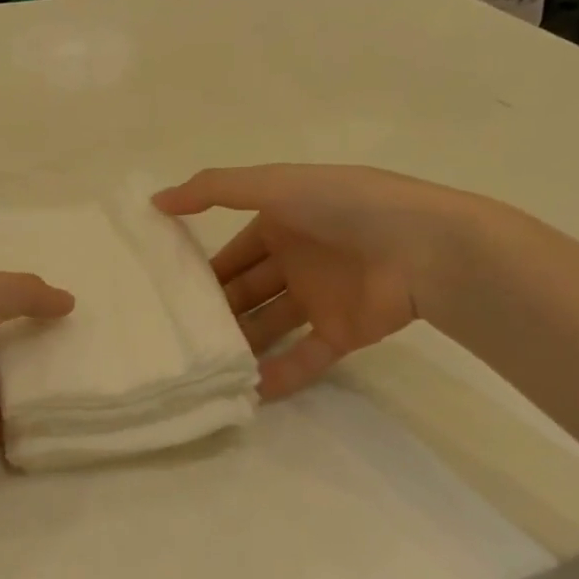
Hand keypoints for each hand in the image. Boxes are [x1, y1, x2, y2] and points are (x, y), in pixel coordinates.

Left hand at [0, 271, 73, 481]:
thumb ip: (24, 292)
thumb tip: (68, 301)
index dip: (17, 290)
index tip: (61, 291)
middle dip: (36, 327)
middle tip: (90, 323)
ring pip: (10, 372)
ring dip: (43, 366)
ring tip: (97, 353)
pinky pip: (17, 413)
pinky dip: (44, 406)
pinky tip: (85, 393)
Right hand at [154, 164, 472, 399]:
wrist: (423, 247)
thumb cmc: (343, 207)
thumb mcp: (272, 185)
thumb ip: (213, 190)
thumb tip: (155, 201)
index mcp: (283, 222)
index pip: (233, 252)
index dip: (204, 271)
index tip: (166, 296)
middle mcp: (298, 260)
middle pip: (247, 291)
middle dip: (217, 311)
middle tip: (176, 337)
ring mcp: (320, 298)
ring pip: (270, 325)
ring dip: (241, 344)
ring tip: (200, 368)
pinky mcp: (343, 332)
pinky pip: (304, 358)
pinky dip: (278, 374)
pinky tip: (246, 393)